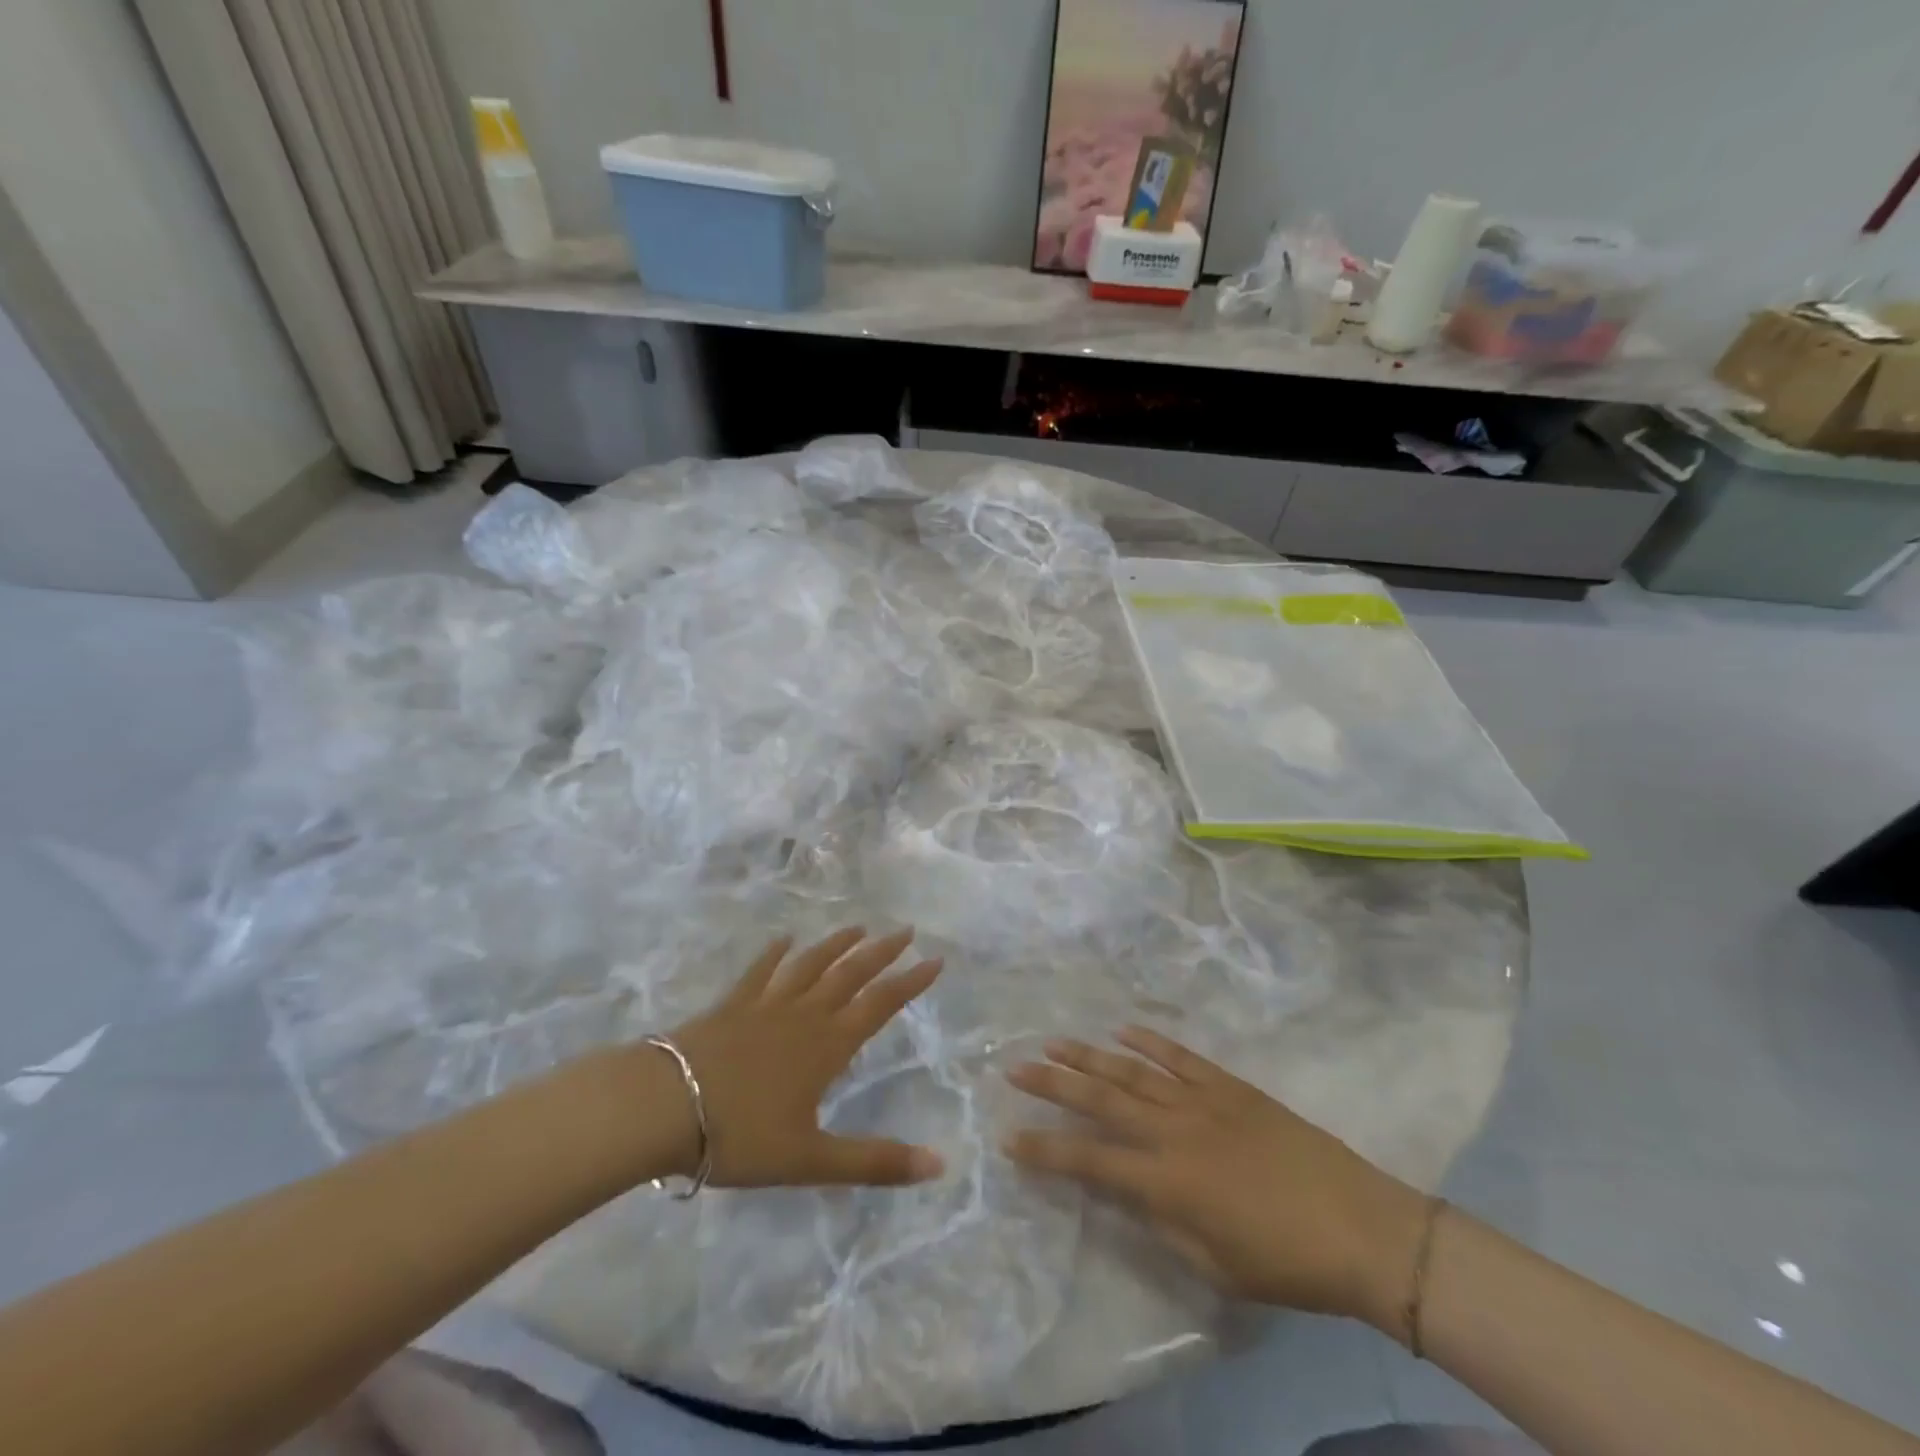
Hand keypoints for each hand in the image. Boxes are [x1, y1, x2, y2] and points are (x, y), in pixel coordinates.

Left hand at [665, 927, 945, 1188]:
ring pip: (810, 965)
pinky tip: (784, 939)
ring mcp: (765, 1005)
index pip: (880, 1004)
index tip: (935, 960)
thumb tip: (939, 1165)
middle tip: (906, 930)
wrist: (664, 1108)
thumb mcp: (812, 1160)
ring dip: (837, 945)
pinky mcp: (731, 1005)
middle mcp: (803, 1015)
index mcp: (827, 1045)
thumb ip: (875, 1162)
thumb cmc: (741, 1137)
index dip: (910, 982)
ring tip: (858, 927)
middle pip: (850, 974)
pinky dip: (774, 954)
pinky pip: (759, 971)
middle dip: (881, 952)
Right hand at [1005, 1027, 1430, 1333]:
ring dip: (1089, 1056)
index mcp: (1166, 1180)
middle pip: (1100, 1101)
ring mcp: (1202, 1100)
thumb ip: (1159, 1221)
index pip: (1089, 1161)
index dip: (1045, 1150)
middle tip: (1015, 1066)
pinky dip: (1149, 1042)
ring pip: (1132, 1072)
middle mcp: (1173, 1130)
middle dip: (1052, 1084)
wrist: (1362, 1227)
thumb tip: (1123, 1188)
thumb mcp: (1213, 1264)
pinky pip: (1180, 1057)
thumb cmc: (1285, 1262)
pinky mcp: (1230, 1086)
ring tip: (1054, 1042)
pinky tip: (1123, 1030)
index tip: (1010, 1139)